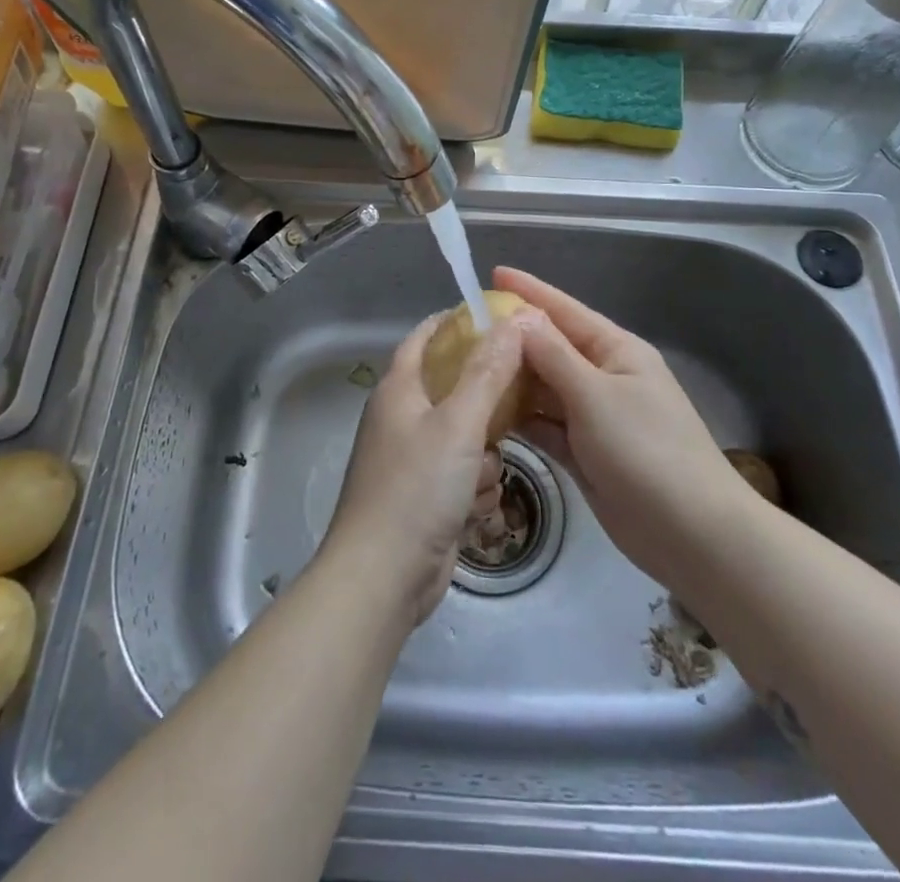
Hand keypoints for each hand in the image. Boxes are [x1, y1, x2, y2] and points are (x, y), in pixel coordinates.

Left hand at [321, 311, 523, 627]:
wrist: (383, 578)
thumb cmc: (417, 488)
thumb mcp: (459, 424)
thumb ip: (489, 372)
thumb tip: (513, 321)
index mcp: (399, 389)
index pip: (426, 337)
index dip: (458, 323)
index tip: (499, 320)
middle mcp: (403, 418)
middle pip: (456, 389)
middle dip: (486, 408)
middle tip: (516, 408)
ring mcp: (413, 460)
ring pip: (469, 438)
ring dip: (484, 459)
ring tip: (480, 479)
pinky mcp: (426, 497)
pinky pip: (465, 476)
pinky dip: (474, 491)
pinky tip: (472, 511)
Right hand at [494, 267, 746, 597]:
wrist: (691, 534)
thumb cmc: (645, 450)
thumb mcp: (595, 395)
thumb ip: (553, 355)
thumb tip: (519, 317)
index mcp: (615, 351)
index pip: (565, 310)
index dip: (529, 291)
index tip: (493, 273)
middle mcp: (603, 377)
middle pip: (551, 349)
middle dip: (512, 338)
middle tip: (463, 329)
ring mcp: (594, 417)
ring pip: (544, 388)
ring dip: (512, 380)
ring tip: (466, 368)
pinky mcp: (585, 453)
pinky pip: (546, 426)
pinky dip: (522, 419)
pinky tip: (488, 413)